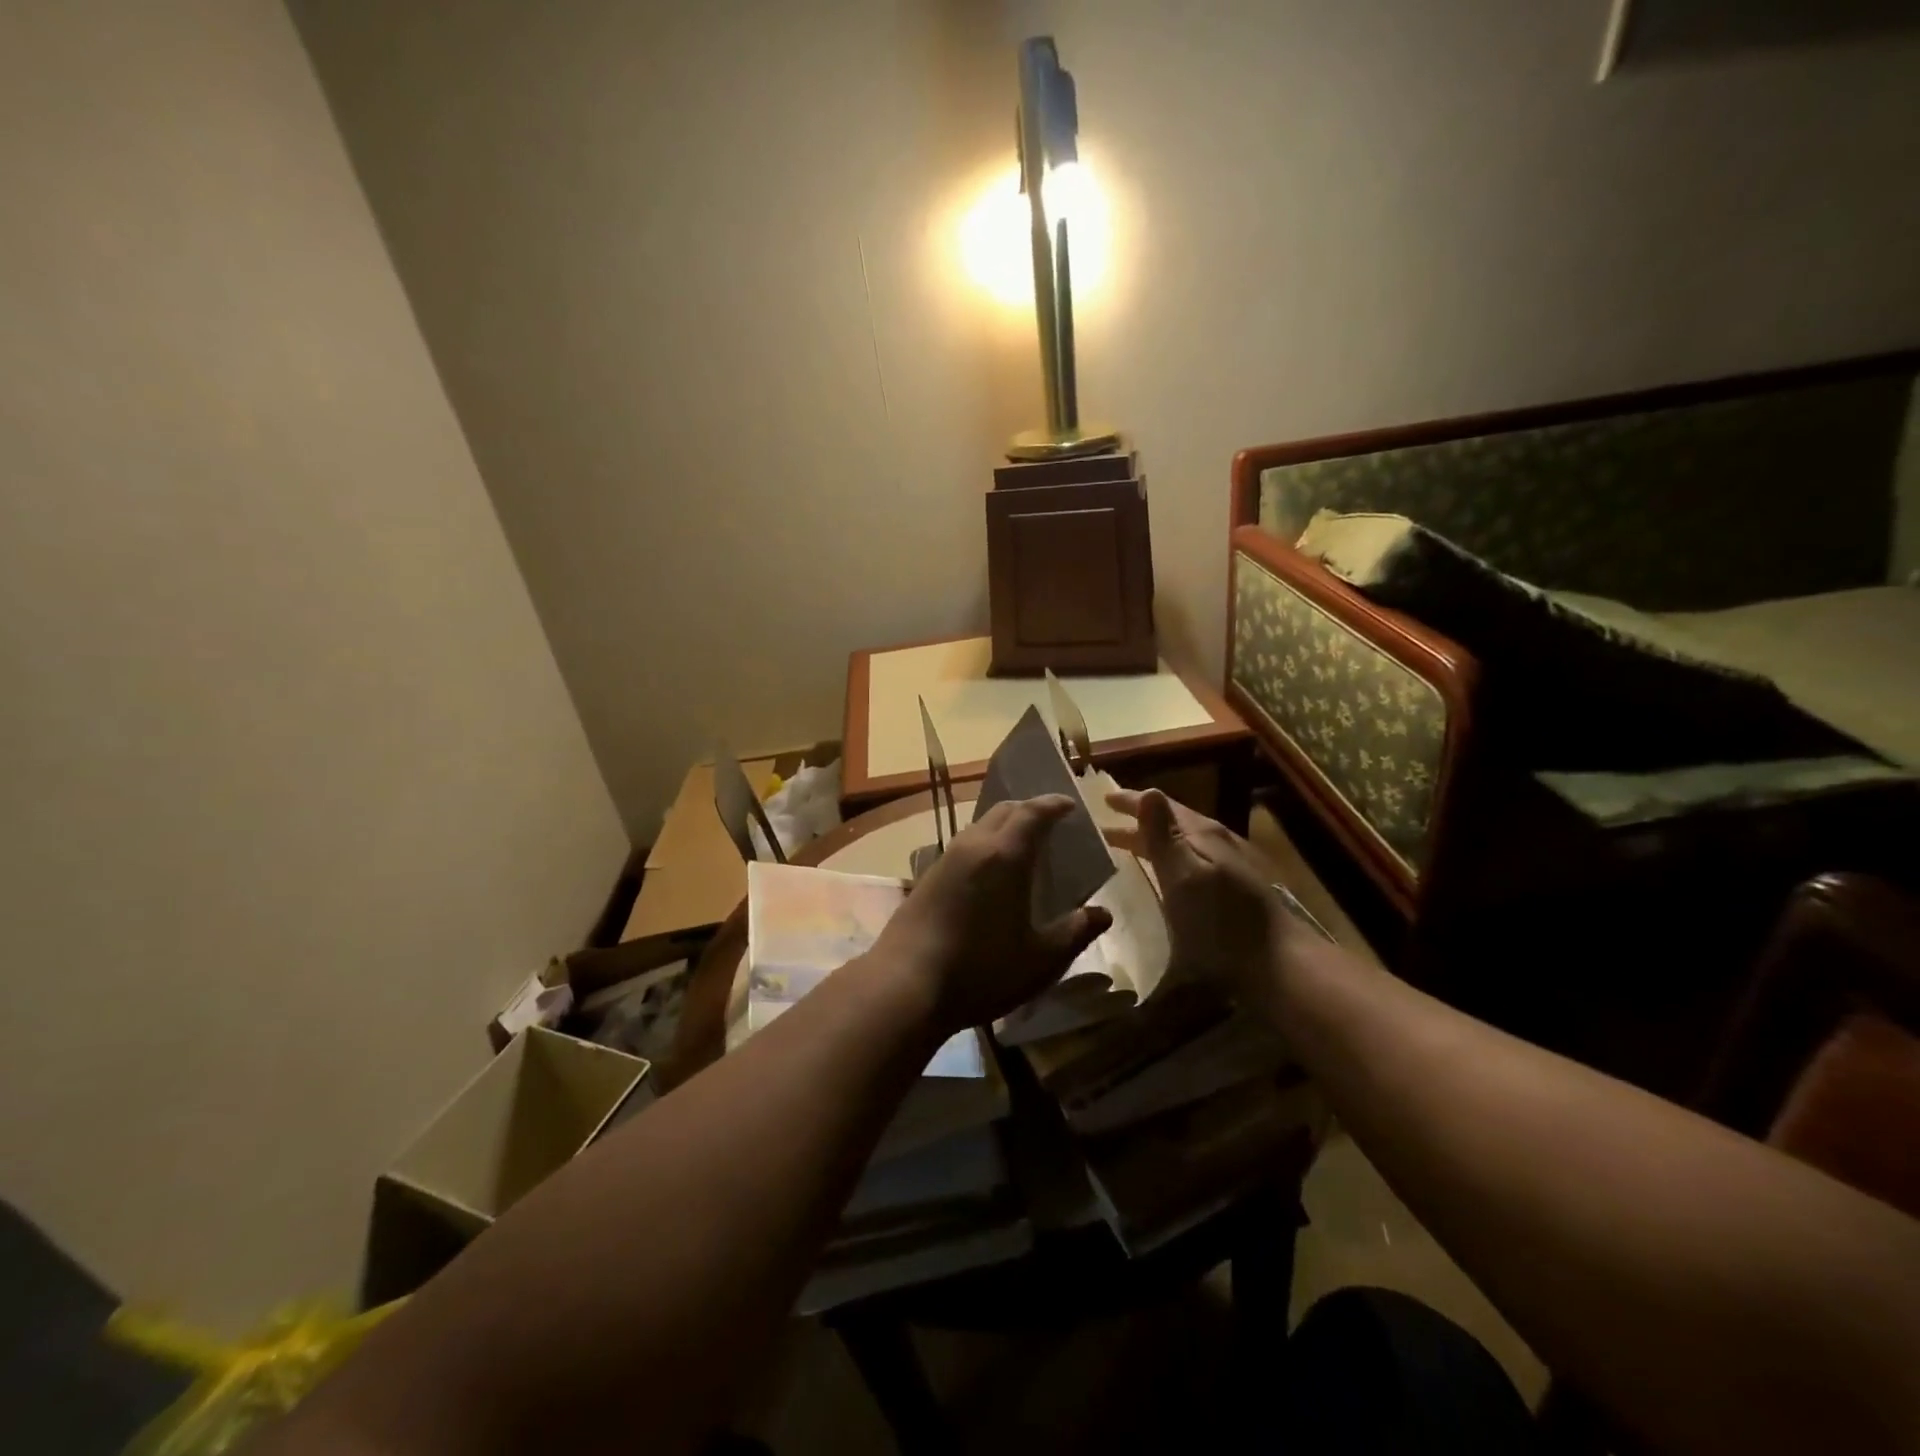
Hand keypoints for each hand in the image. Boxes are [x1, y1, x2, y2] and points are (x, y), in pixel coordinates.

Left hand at [872, 796, 1111, 1034]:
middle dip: (1029, 810)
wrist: (905, 984)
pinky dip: (984, 847)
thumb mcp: (1041, 959)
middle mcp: (973, 846)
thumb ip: (1075, 932)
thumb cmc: (981, 970)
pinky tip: (989, 876)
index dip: (1054, 804)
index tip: (1070, 805)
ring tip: (1022, 849)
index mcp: (1005, 855)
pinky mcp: (927, 878)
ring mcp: (945, 860)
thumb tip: (1103, 913)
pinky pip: (964, 847)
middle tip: (1050, 825)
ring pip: (980, 827)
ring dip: (1003, 828)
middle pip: (1004, 811)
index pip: (1033, 812)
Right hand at [1104, 789, 1295, 1008]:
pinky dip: (1168, 859)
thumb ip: (1164, 836)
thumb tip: (1149, 791)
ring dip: (1153, 841)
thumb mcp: (1184, 876)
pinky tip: (1165, 875)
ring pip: (1183, 843)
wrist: (1277, 963)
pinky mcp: (1234, 890)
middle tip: (1105, 827)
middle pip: (1172, 823)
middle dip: (1139, 822)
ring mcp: (1229, 866)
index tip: (1103, 798)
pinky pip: (1191, 861)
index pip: (1161, 806)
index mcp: (1202, 834)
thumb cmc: (1220, 921)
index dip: (1131, 801)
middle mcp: (1217, 842)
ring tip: (1127, 847)